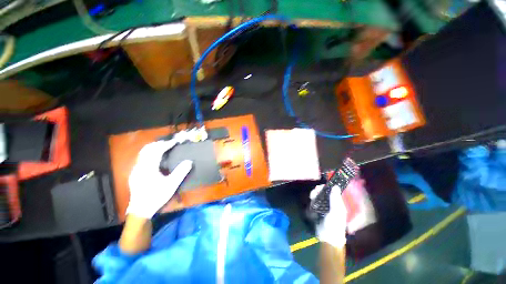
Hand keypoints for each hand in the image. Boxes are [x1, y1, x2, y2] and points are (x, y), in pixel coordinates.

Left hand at [127, 140, 191, 218]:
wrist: (141, 209)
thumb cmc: (157, 196)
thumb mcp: (171, 185)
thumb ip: (181, 172)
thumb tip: (189, 161)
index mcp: (148, 168)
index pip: (157, 151)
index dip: (166, 145)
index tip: (174, 142)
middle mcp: (140, 166)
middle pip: (147, 149)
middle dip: (158, 144)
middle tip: (169, 143)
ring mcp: (136, 169)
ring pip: (143, 153)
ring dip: (153, 148)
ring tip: (164, 148)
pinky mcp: (135, 173)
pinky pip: (142, 158)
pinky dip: (150, 154)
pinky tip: (156, 158)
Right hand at [310, 184, 347, 247]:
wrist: (327, 238)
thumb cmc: (334, 225)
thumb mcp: (336, 211)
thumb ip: (335, 199)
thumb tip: (336, 186)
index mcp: (338, 204)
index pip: (332, 191)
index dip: (327, 187)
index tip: (321, 186)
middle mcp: (331, 204)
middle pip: (324, 193)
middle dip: (319, 191)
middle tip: (315, 191)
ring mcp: (324, 207)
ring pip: (318, 197)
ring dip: (315, 194)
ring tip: (312, 196)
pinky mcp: (317, 210)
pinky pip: (314, 202)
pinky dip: (312, 200)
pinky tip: (311, 200)